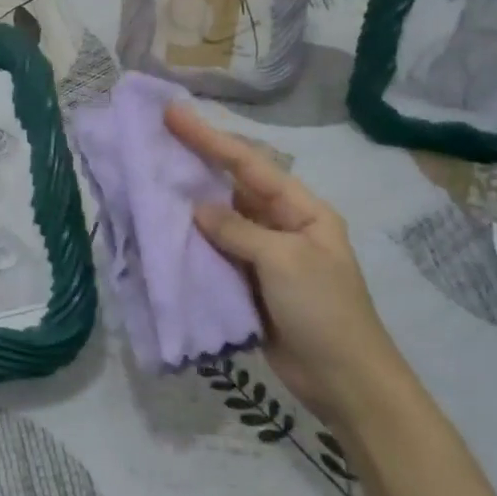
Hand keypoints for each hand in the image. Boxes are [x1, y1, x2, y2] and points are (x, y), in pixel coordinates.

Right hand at [165, 101, 408, 421]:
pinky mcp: (248, 282)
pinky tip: (164, 229)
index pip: (249, 164)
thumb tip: (197, 210)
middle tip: (157, 137)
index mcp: (302, 209)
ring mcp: (263, 254)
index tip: (173, 114)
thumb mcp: (285, 261)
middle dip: (197, 161)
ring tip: (152, 177)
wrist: (344, 381)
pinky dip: (191, 241)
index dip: (210, 138)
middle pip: (233, 185)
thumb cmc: (324, 311)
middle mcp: (281, 224)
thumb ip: (238, 230)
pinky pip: (216, 252)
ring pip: (220, 218)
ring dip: (189, 202)